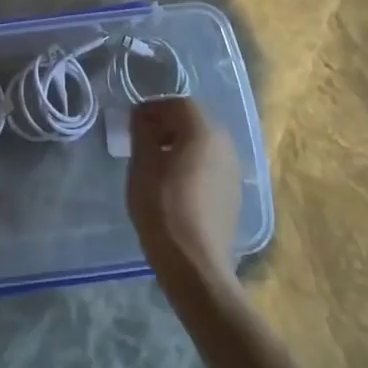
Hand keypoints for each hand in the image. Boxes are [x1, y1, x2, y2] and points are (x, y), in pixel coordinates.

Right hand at [126, 97, 240, 289]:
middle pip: (194, 121)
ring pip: (204, 144)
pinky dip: (193, 164)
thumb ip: (142, 132)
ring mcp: (234, 169)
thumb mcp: (142, 164)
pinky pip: (211, 165)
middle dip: (167, 125)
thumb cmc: (162, 207)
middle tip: (142, 141)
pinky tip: (175, 185)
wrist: (195, 264)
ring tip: (157, 164)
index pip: (178, 103)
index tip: (133, 123)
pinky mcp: (234, 193)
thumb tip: (142, 117)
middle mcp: (225, 143)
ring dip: (181, 145)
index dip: (154, 108)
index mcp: (203, 130)